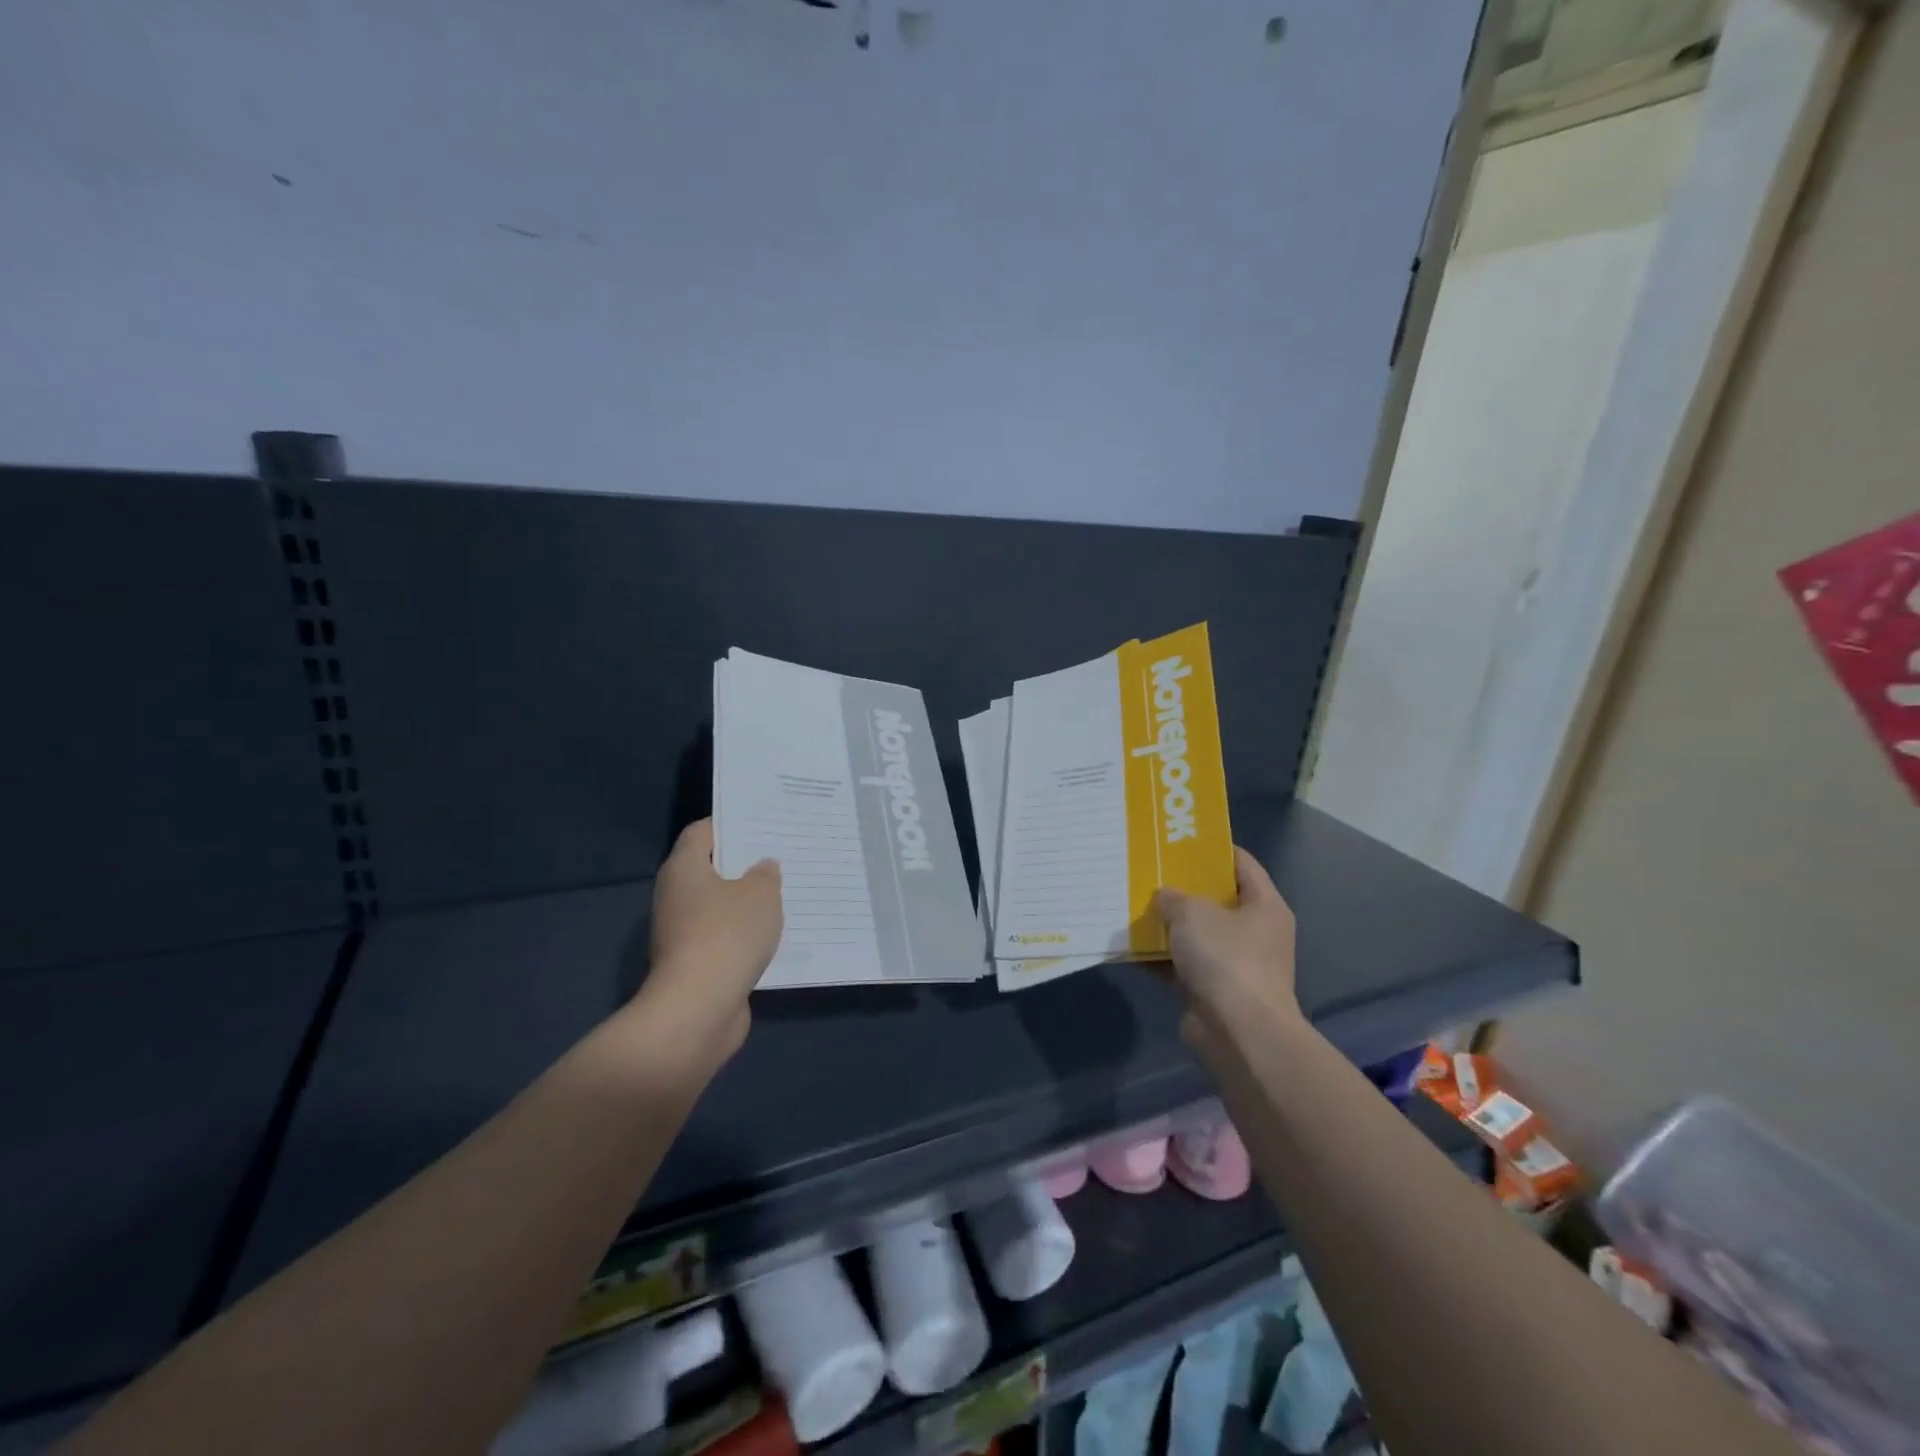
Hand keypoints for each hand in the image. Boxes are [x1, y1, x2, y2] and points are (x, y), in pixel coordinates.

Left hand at [640, 819, 781, 1062]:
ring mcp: (682, 933)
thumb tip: (762, 868)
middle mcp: (676, 896)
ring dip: (748, 903)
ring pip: (721, 906)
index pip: (703, 832)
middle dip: (745, 864)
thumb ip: (765, 875)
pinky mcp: (695, 964)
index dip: (731, 823)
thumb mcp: (760, 894)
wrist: (698, 1010)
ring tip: (787, 893)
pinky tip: (776, 934)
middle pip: (712, 869)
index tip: (763, 823)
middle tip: (783, 855)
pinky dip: (746, 935)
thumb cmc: (727, 935)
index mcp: (684, 868)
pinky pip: (725, 938)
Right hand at [1153, 847, 1299, 1048]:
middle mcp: (1255, 932)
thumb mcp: (1192, 913)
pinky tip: (1132, 946)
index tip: (1179, 839)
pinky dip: (1162, 957)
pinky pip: (1183, 964)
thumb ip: (1173, 897)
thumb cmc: (1226, 959)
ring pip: (1197, 934)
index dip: (1212, 848)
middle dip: (1183, 887)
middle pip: (1216, 899)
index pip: (1241, 863)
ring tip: (1134, 904)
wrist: (1238, 1032)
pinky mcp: (1214, 990)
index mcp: (1264, 905)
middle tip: (1150, 870)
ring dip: (1168, 924)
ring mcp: (1236, 964)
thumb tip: (1164, 898)